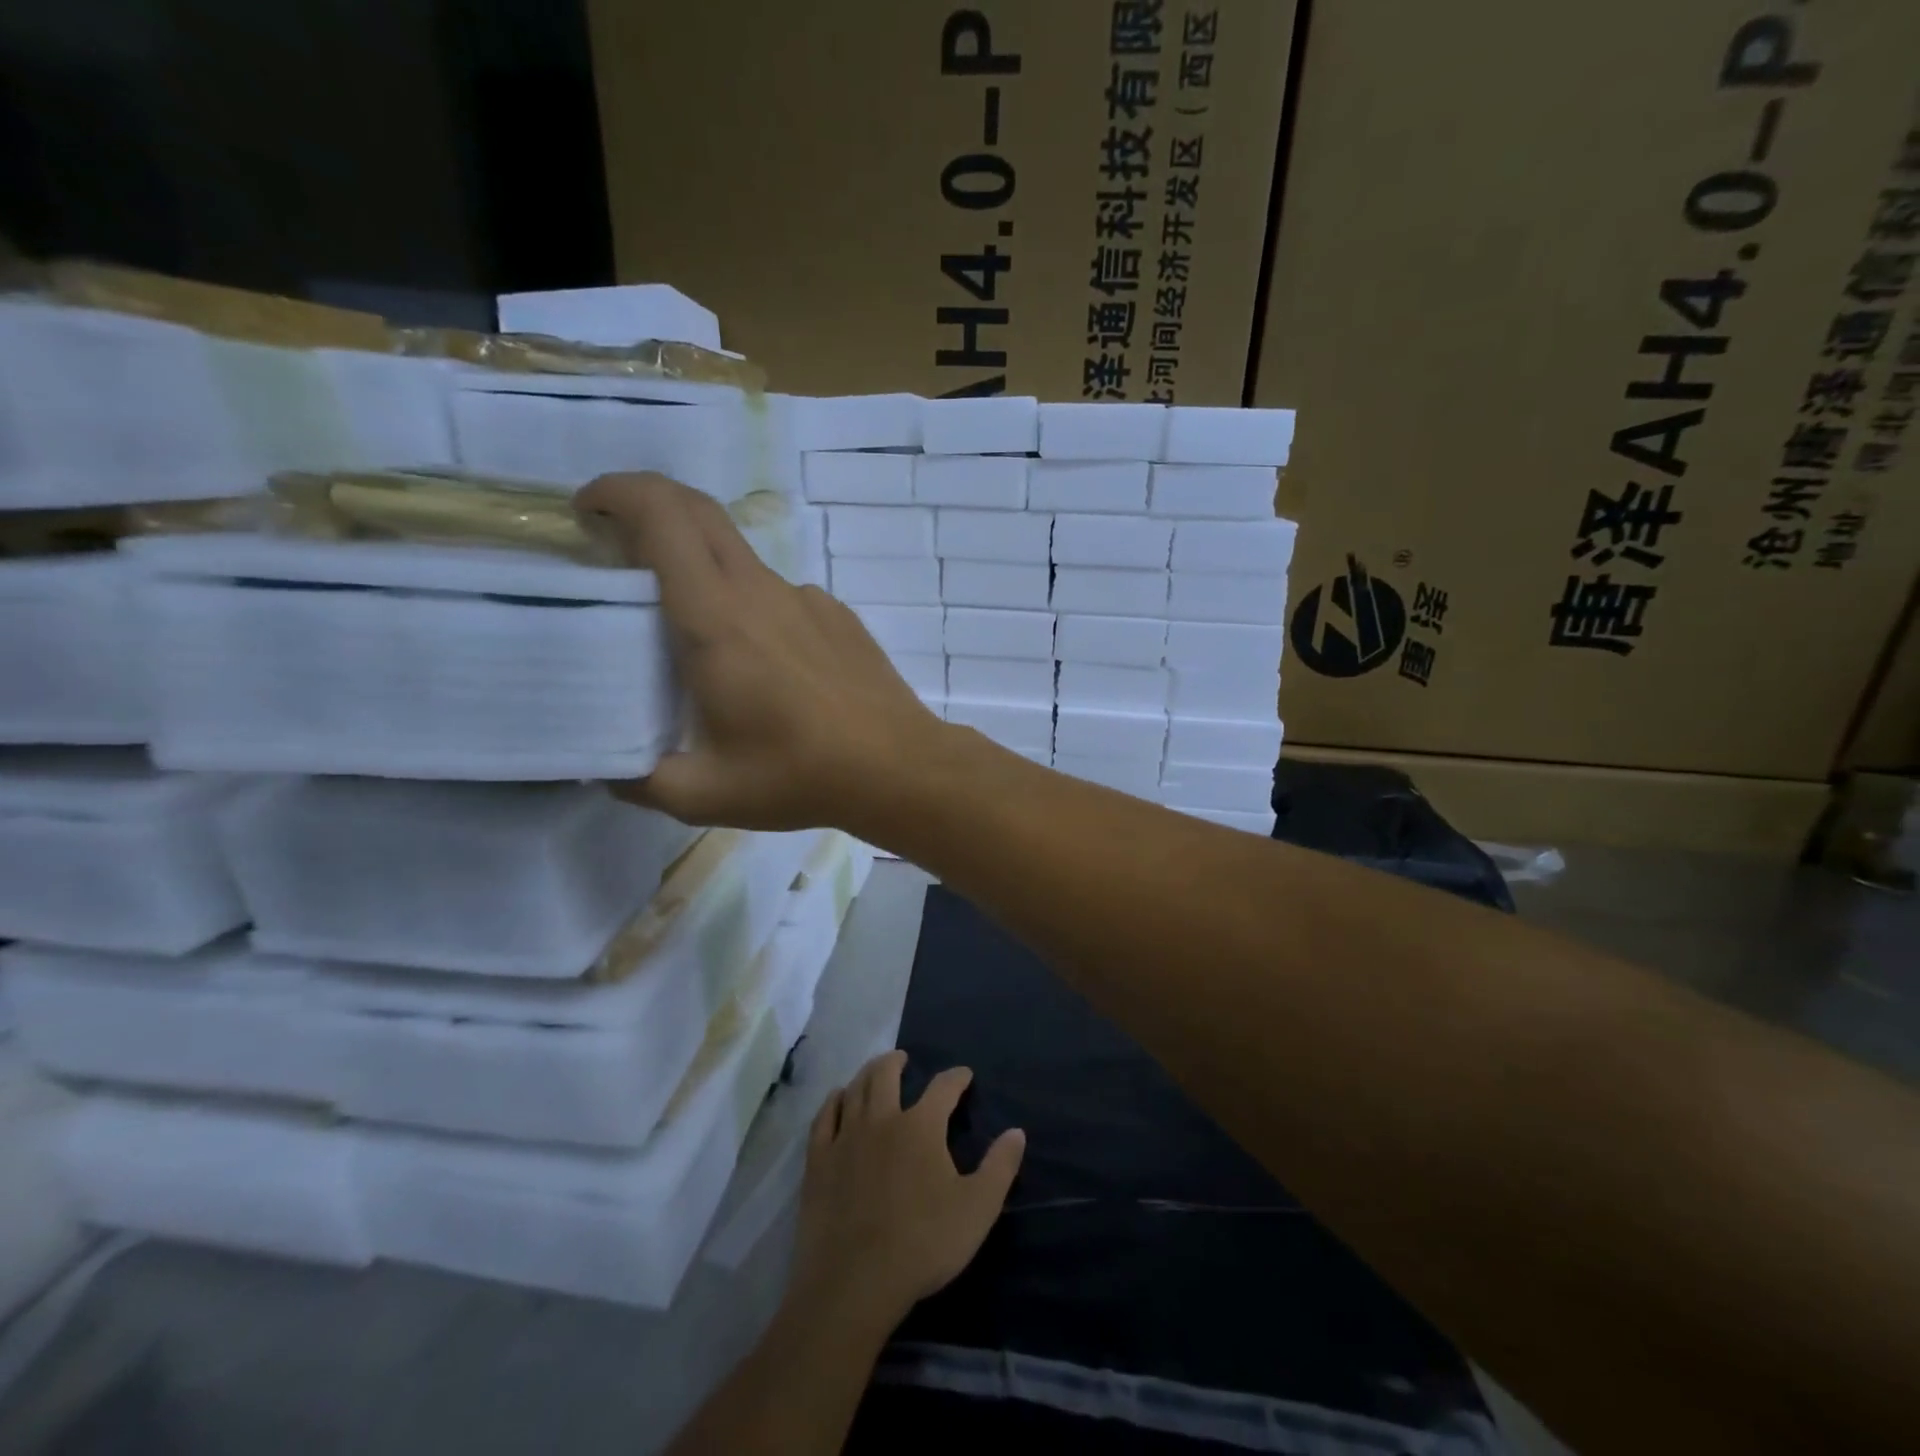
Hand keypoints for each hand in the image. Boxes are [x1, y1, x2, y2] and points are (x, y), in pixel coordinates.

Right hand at [575, 473, 943, 830]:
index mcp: (715, 619)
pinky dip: (748, 604)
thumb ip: (638, 779)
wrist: (899, 767)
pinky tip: (759, 663)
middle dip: (649, 504)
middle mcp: (760, 591)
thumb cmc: (799, 776)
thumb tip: (604, 768)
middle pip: (699, 511)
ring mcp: (806, 598)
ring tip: (687, 628)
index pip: (663, 516)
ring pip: (739, 556)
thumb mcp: (703, 794)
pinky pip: (778, 593)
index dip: (618, 492)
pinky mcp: (837, 615)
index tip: (587, 509)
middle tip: (617, 543)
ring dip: (699, 564)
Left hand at [788, 1051, 1025, 1332]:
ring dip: (866, 1074)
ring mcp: (846, 1137)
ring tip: (873, 1071)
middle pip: (886, 1074)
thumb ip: (999, 1167)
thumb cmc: (923, 1244)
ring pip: (855, 1090)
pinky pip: (824, 1118)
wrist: (854, 1282)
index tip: (964, 1075)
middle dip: (897, 1062)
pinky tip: (837, 1099)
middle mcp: (882, 1119)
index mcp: (921, 1127)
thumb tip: (1017, 1131)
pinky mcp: (818, 1161)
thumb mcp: (977, 1209)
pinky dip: (833, 1101)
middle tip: (903, 1059)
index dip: (956, 1078)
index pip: (943, 1087)